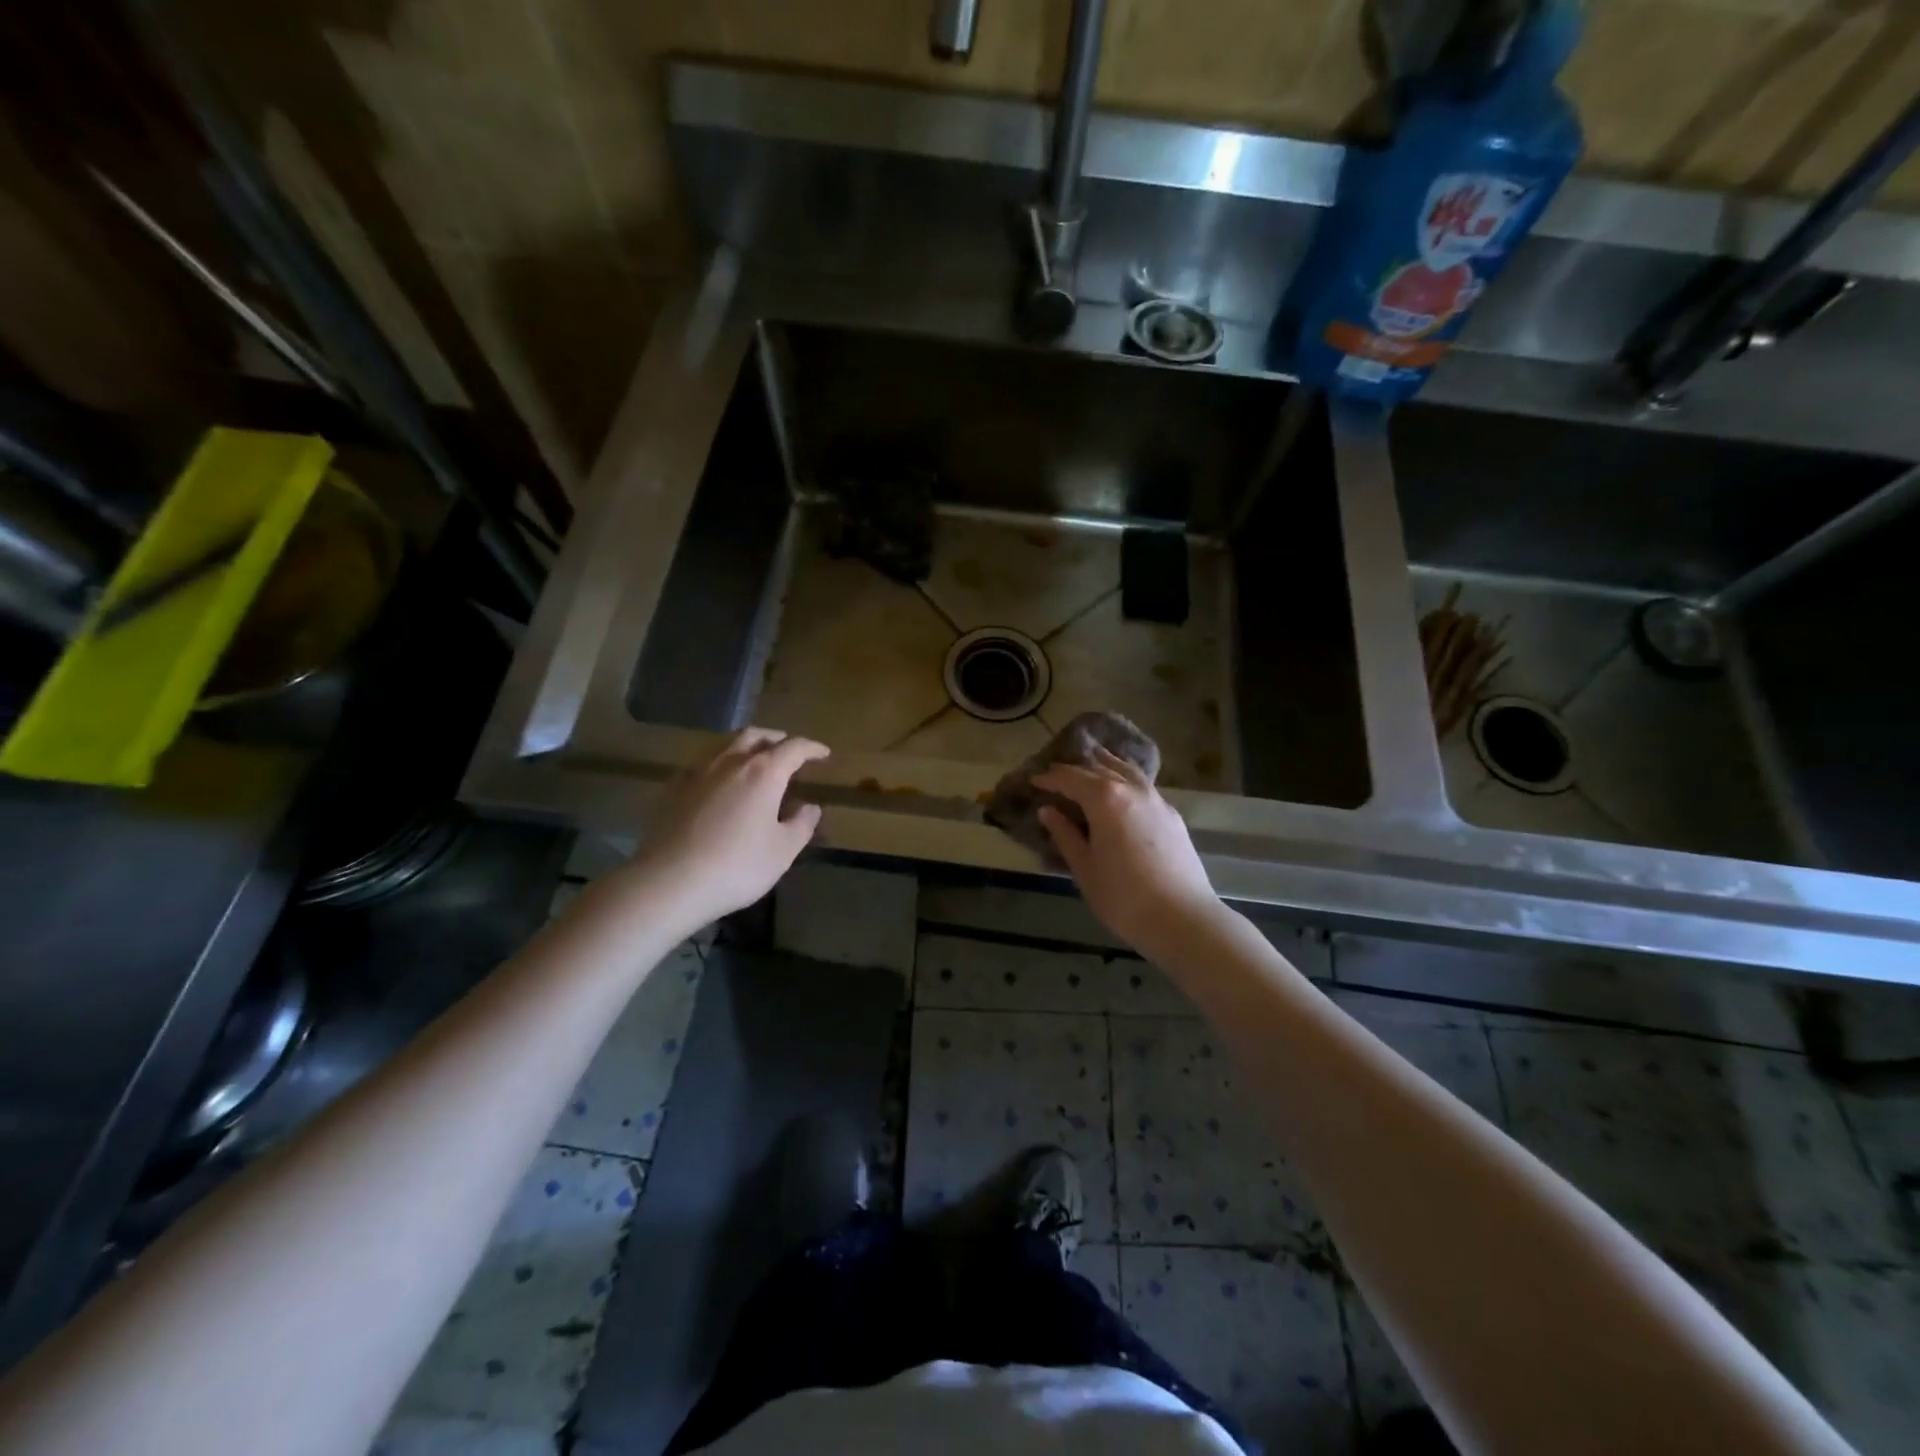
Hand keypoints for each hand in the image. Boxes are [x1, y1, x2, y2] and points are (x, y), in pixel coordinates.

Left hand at [625, 728, 828, 928]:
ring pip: (725, 745)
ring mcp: (697, 772)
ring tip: (754, 761)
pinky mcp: (672, 789)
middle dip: (776, 739)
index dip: (811, 748)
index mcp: (763, 772)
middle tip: (788, 749)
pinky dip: (718, 765)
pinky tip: (717, 782)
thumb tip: (810, 807)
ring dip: (745, 747)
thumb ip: (801, 825)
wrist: (669, 882)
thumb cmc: (737, 866)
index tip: (823, 753)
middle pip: (756, 736)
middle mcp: (730, 762)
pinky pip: (701, 765)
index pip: (794, 748)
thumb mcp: (782, 851)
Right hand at [1033, 747, 1222, 956]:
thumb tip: (1048, 811)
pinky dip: (1125, 779)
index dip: (1049, 778)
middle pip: (1099, 767)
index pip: (1070, 778)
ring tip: (1091, 762)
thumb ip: (1065, 834)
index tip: (1033, 780)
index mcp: (1104, 798)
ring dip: (1105, 764)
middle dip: (1075, 768)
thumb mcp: (1084, 867)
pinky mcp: (1172, 815)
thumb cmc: (1122, 896)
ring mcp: (1156, 800)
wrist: (1182, 918)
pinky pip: (1142, 785)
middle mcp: (1131, 789)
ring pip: (1126, 770)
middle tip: (1056, 773)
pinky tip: (1122, 790)